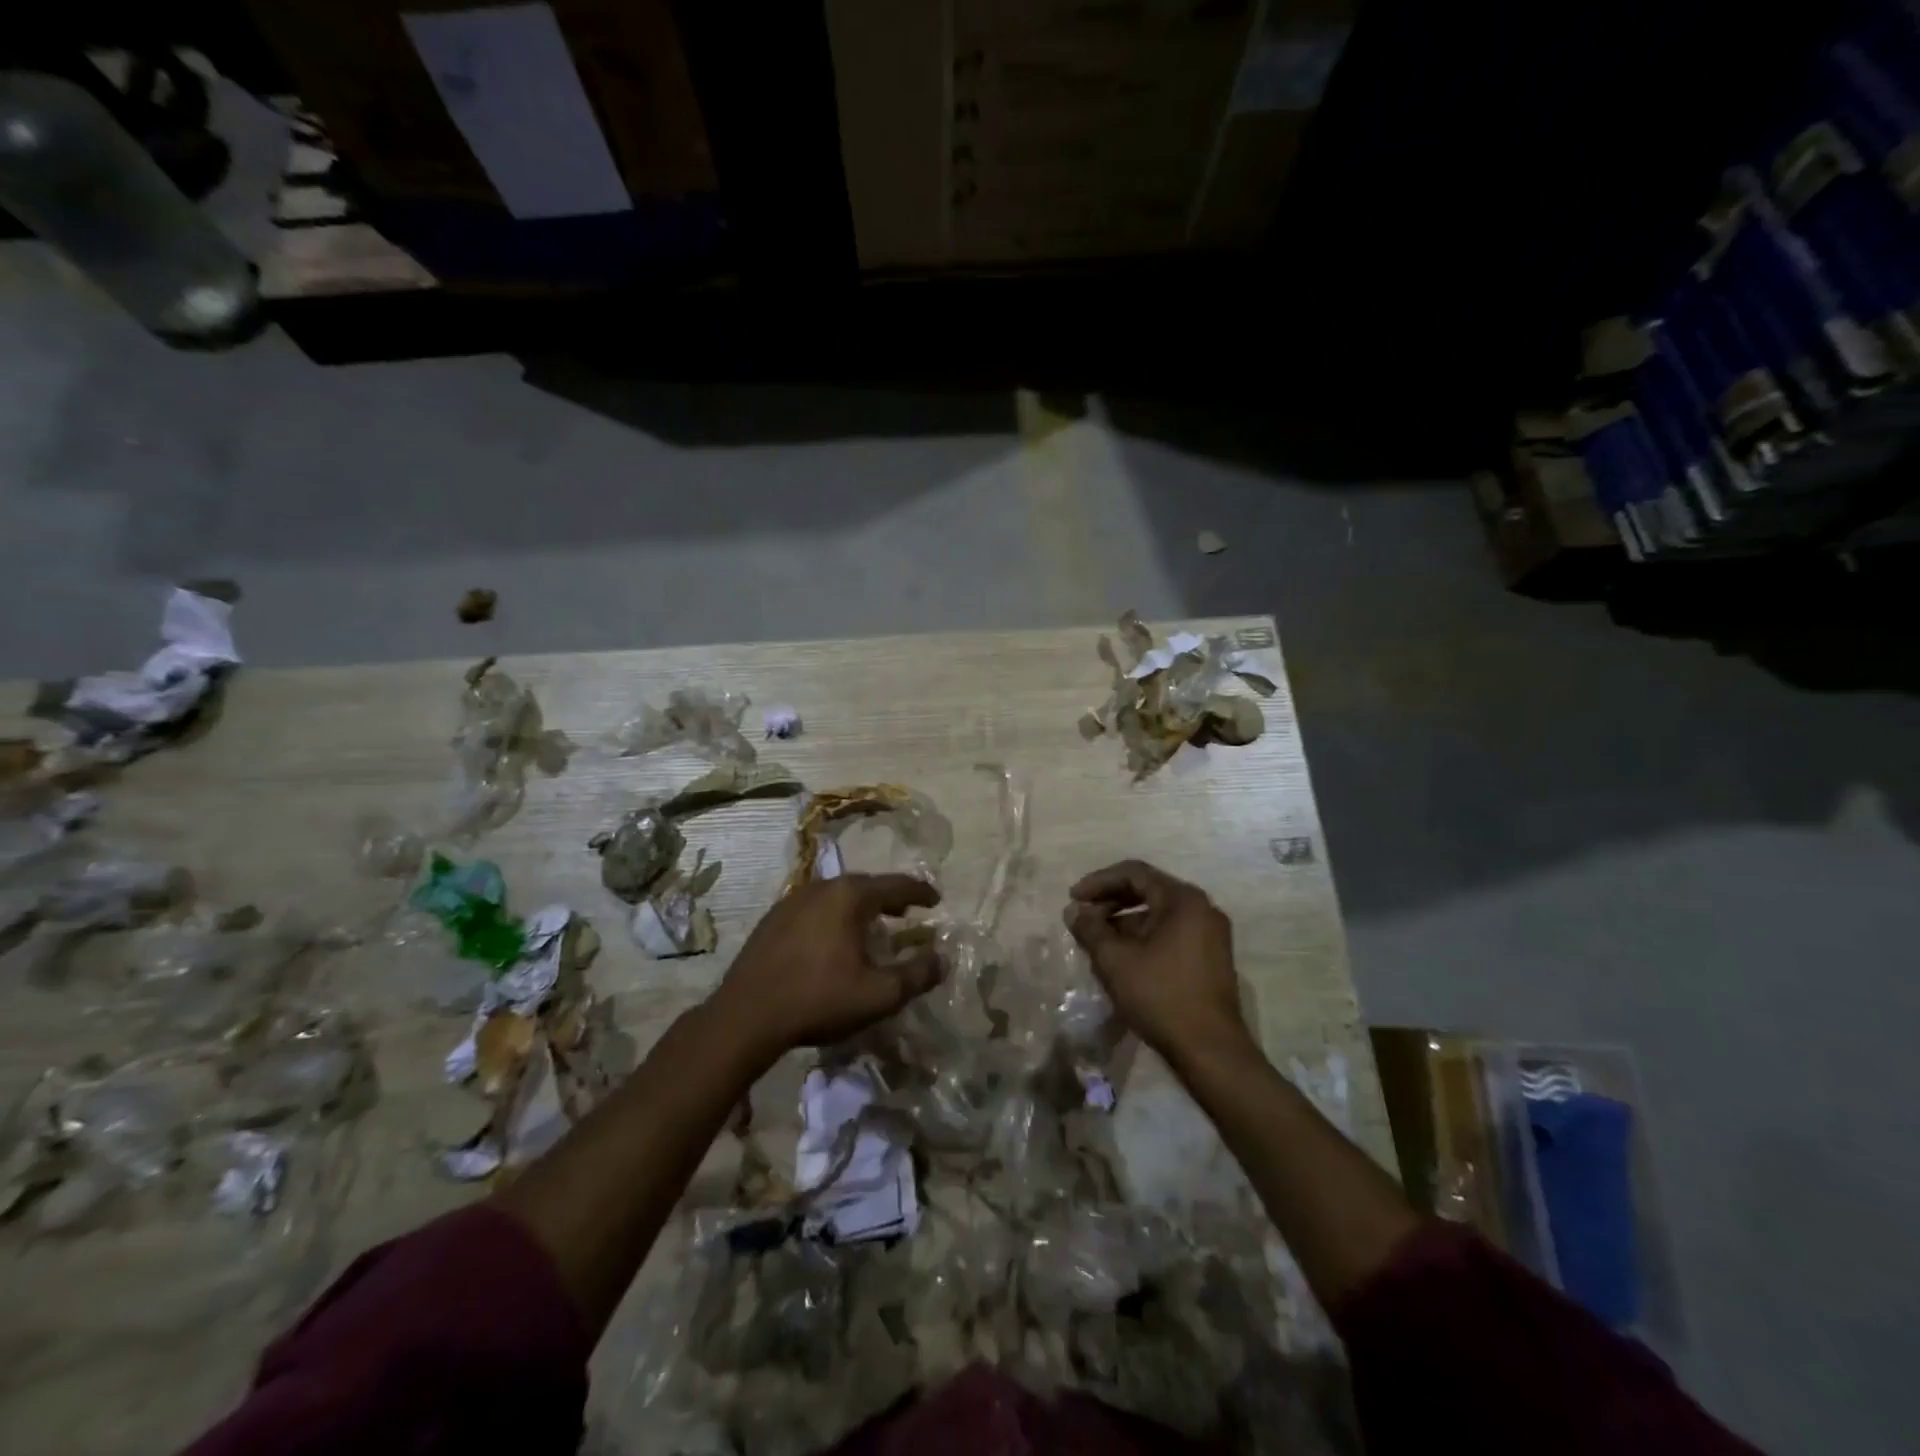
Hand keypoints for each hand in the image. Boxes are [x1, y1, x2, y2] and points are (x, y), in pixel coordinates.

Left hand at [710, 874, 942, 1062]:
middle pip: (866, 885)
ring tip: (872, 926)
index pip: (897, 885)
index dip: (921, 893)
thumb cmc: (818, 999)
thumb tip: (941, 960)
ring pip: (838, 896)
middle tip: (906, 913)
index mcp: (850, 896)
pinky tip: (832, 940)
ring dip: (860, 907)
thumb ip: (916, 975)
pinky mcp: (773, 918)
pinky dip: (833, 916)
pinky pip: (815, 908)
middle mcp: (822, 887)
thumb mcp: (878, 994)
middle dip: (890, 898)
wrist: (746, 1016)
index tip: (936, 901)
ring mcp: (793, 899)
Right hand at [1064, 859, 1251, 1065]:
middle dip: (1111, 901)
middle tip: (1083, 917)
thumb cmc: (1160, 996)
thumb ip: (1090, 929)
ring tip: (1098, 941)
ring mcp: (1211, 934)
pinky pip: (1171, 933)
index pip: (1134, 873)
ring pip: (1159, 914)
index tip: (1073, 898)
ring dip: (1125, 921)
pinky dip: (1144, 937)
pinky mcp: (1212, 958)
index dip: (1099, 882)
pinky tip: (1123, 958)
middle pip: (1149, 891)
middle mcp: (1202, 909)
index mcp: (1183, 900)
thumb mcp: (1115, 960)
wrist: (1210, 1050)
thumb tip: (1074, 911)